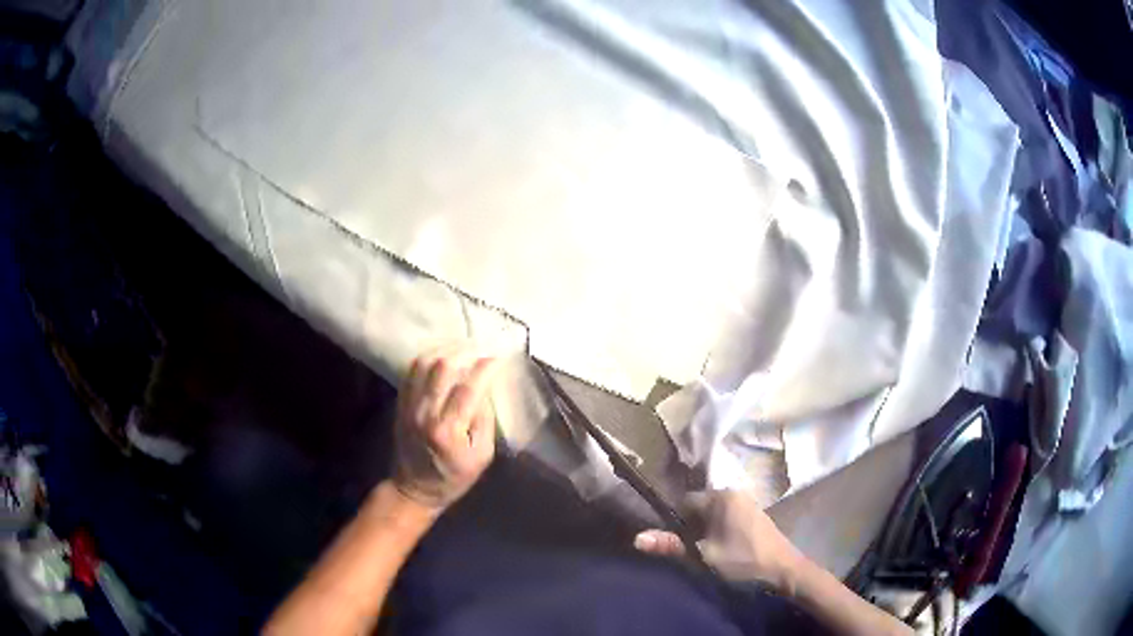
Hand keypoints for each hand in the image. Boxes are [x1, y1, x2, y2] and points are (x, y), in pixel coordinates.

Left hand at [392, 347, 500, 510]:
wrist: (414, 488)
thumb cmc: (453, 477)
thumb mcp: (482, 457)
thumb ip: (485, 420)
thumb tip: (486, 387)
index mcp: (448, 430)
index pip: (468, 388)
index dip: (485, 367)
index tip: (500, 356)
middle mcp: (425, 413)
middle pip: (442, 367)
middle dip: (466, 351)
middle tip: (483, 346)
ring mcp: (409, 405)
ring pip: (424, 362)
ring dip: (446, 348)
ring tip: (465, 345)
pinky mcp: (400, 401)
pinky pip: (412, 369)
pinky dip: (429, 354)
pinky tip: (444, 352)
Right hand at [634, 490, 804, 592]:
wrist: (784, 570)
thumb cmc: (743, 560)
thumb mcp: (704, 556)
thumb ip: (671, 546)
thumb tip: (637, 538)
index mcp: (721, 497)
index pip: (685, 501)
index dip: (675, 521)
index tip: (673, 541)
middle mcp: (734, 493)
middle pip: (699, 507)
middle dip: (691, 526)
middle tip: (689, 549)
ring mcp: (746, 503)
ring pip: (713, 514)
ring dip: (705, 530)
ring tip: (704, 551)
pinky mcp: (754, 514)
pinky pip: (726, 517)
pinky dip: (719, 530)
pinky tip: (722, 548)